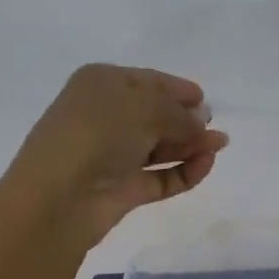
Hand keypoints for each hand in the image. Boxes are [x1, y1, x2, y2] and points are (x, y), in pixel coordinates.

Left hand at [6, 64, 228, 249]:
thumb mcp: (146, 107)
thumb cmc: (98, 133)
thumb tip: (200, 122)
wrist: (59, 196)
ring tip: (219, 145)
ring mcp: (113, 155)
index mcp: (101, 84)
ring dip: (190, 145)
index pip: (147, 81)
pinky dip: (184, 171)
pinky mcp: (123, 189)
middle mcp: (105, 117)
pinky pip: (160, 177)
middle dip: (187, 119)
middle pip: (155, 115)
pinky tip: (205, 165)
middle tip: (214, 126)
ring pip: (160, 147)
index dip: (177, 89)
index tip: (204, 99)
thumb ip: (180, 113)